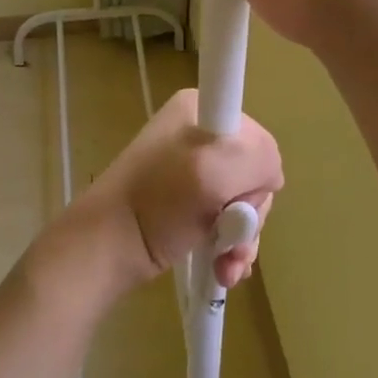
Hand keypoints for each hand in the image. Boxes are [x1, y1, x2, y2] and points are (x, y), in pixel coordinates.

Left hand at [72, 89, 281, 291]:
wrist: (108, 246)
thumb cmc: (158, 201)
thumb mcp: (214, 167)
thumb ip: (259, 157)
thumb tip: (269, 175)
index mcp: (201, 108)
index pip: (257, 138)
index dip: (255, 172)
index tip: (234, 194)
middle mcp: (200, 133)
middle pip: (254, 174)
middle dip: (248, 213)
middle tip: (230, 236)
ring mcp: (194, 170)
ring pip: (245, 204)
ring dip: (242, 239)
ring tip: (227, 265)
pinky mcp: (191, 203)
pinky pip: (229, 221)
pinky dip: (232, 247)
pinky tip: (225, 269)